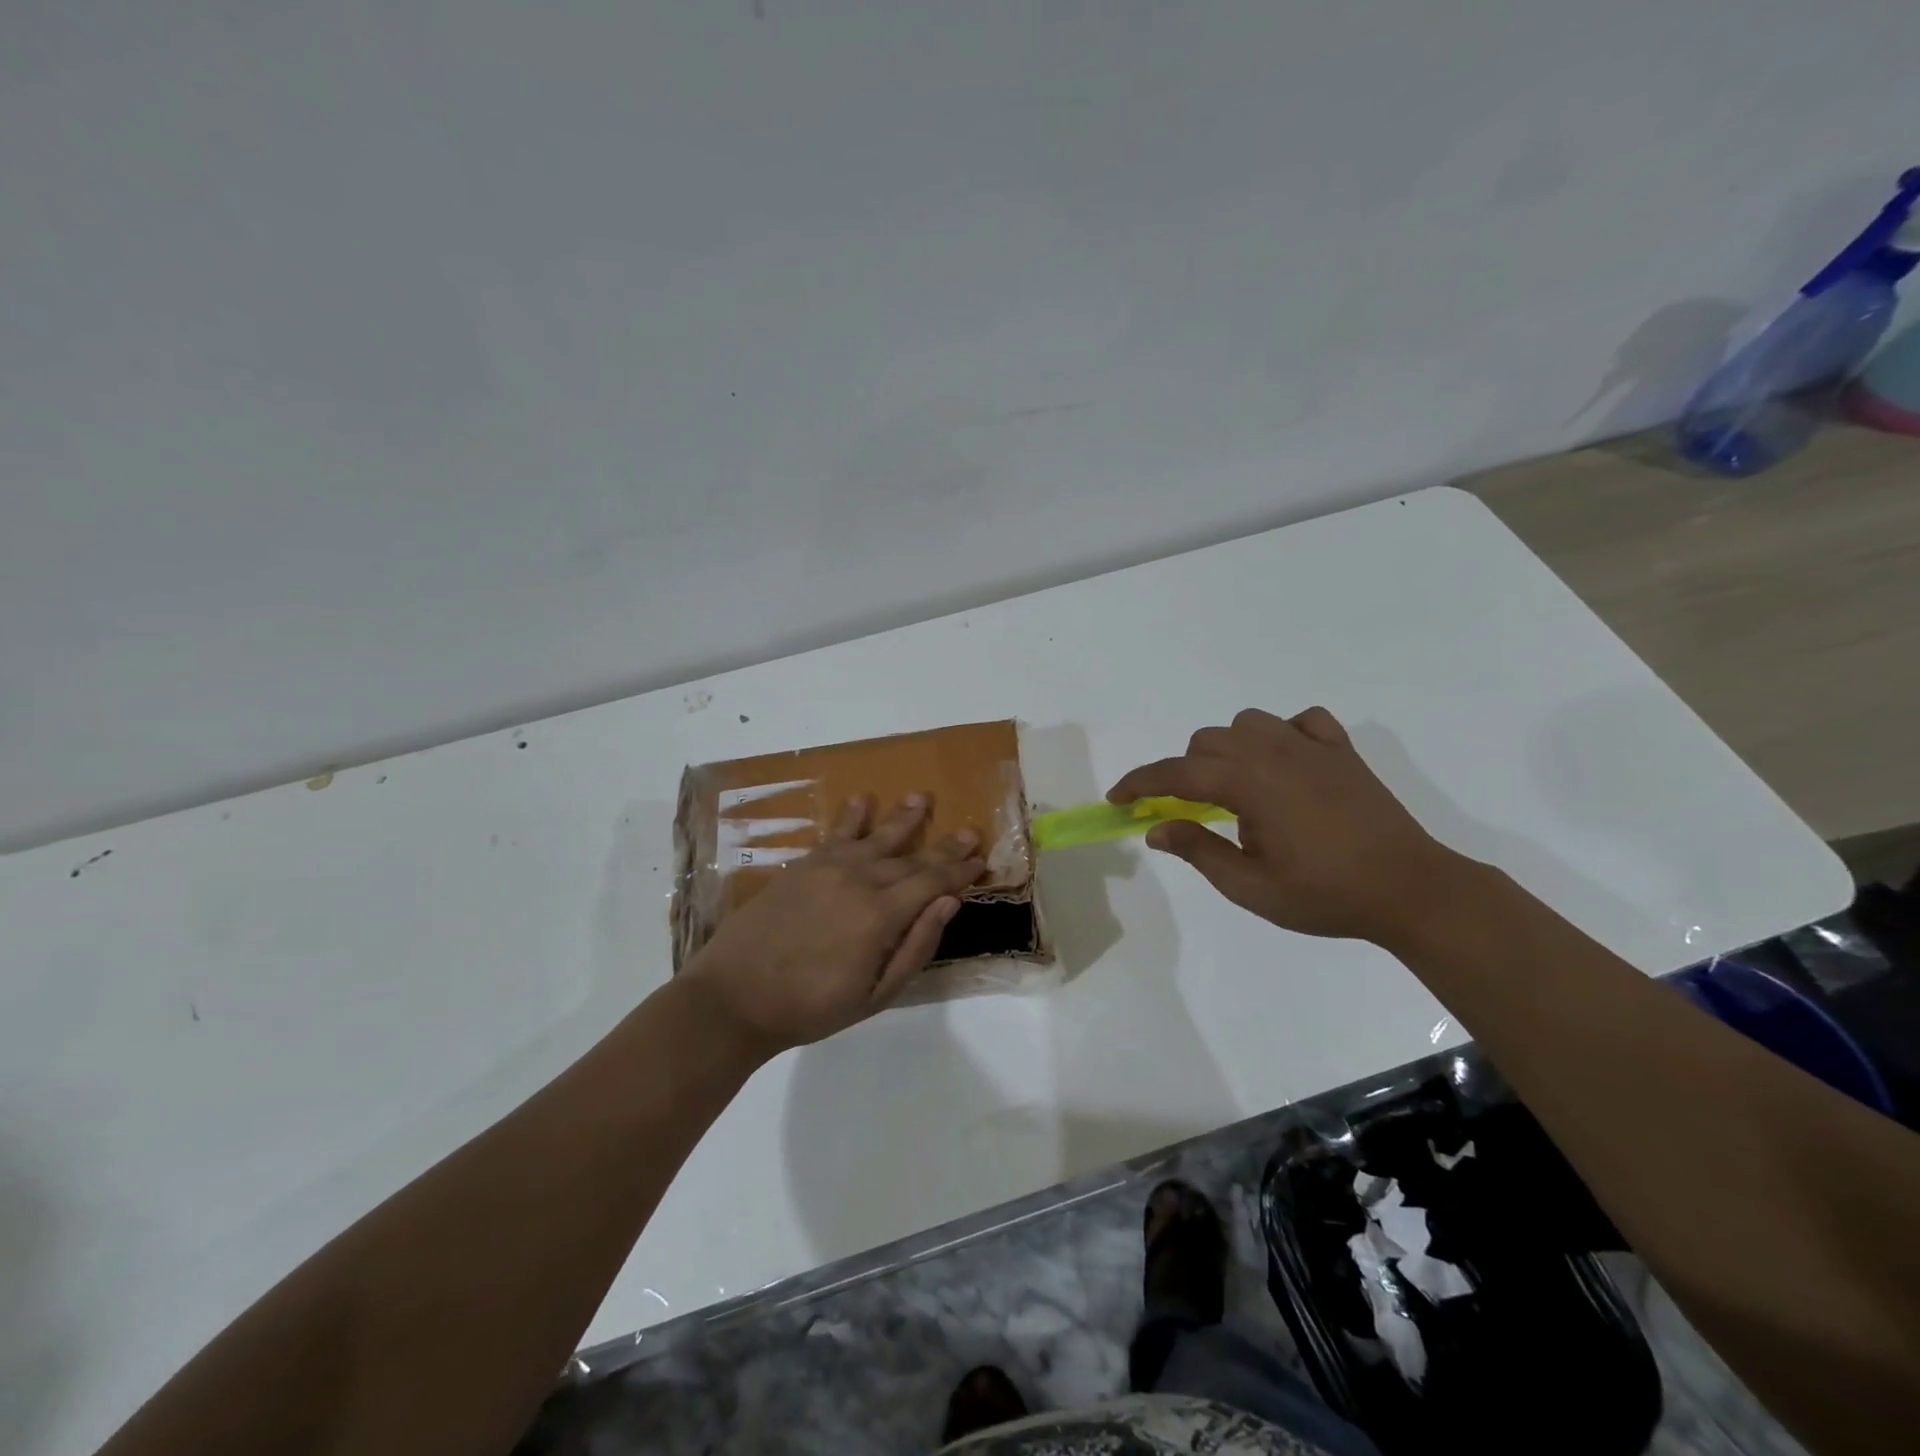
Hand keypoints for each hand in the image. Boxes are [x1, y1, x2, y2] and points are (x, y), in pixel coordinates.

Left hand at [680, 794, 987, 1055]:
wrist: (735, 997)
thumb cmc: (810, 1007)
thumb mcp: (874, 995)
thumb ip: (915, 947)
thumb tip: (949, 903)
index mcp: (881, 915)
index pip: (933, 883)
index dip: (960, 872)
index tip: (981, 862)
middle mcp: (860, 880)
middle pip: (911, 858)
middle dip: (944, 847)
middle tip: (969, 831)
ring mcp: (828, 869)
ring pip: (877, 837)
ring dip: (903, 818)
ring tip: (922, 798)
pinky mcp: (802, 866)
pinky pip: (836, 834)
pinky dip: (852, 817)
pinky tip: (863, 800)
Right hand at [1108, 707, 1462, 943]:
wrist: (1411, 890)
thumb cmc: (1325, 895)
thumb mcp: (1250, 887)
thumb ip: (1199, 851)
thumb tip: (1156, 829)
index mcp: (1248, 783)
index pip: (1176, 773)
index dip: (1140, 783)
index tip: (1118, 798)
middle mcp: (1274, 752)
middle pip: (1207, 742)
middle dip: (1185, 772)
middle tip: (1190, 812)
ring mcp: (1311, 746)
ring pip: (1247, 723)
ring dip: (1228, 749)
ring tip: (1237, 787)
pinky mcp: (1341, 751)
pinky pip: (1301, 721)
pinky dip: (1282, 734)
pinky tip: (1286, 763)